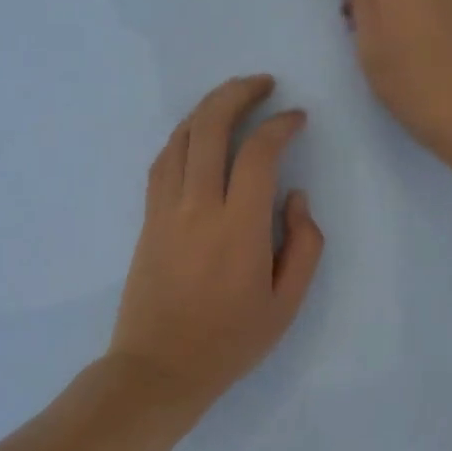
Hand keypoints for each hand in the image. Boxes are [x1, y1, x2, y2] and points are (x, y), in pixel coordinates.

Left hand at [109, 75, 324, 419]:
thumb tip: (294, 196)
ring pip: (181, 138)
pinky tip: (199, 134)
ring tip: (233, 97)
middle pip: (210, 128)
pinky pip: (163, 161)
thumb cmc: (230, 341)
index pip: (258, 154)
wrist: (159, 368)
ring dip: (207, 108)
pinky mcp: (148, 219)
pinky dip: (184, 136)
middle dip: (238, 94)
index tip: (297, 118)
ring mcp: (165, 210)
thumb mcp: (286, 304)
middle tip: (264, 83)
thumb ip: (304, 244)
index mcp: (238, 228)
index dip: (280, 125)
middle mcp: (197, 207)